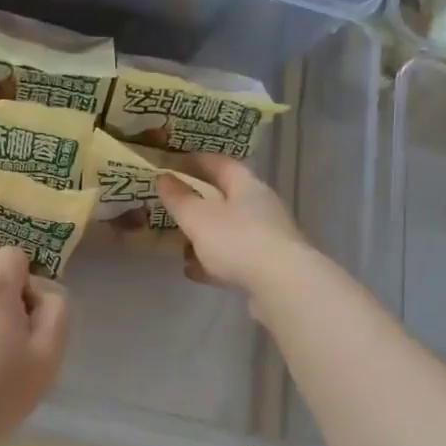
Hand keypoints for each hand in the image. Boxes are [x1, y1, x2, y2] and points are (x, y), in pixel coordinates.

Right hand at [155, 154, 314, 297]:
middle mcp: (261, 207)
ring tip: (178, 243)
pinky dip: (213, 261)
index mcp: (247, 186)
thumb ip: (179, 199)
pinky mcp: (268, 266)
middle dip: (198, 200)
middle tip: (172, 205)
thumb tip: (163, 177)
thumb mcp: (198, 217)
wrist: (282, 285)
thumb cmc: (237, 241)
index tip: (173, 163)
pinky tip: (194, 271)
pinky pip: (234, 257)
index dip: (196, 160)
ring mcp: (267, 237)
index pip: (220, 163)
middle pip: (226, 197)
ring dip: (204, 234)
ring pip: (229, 230)